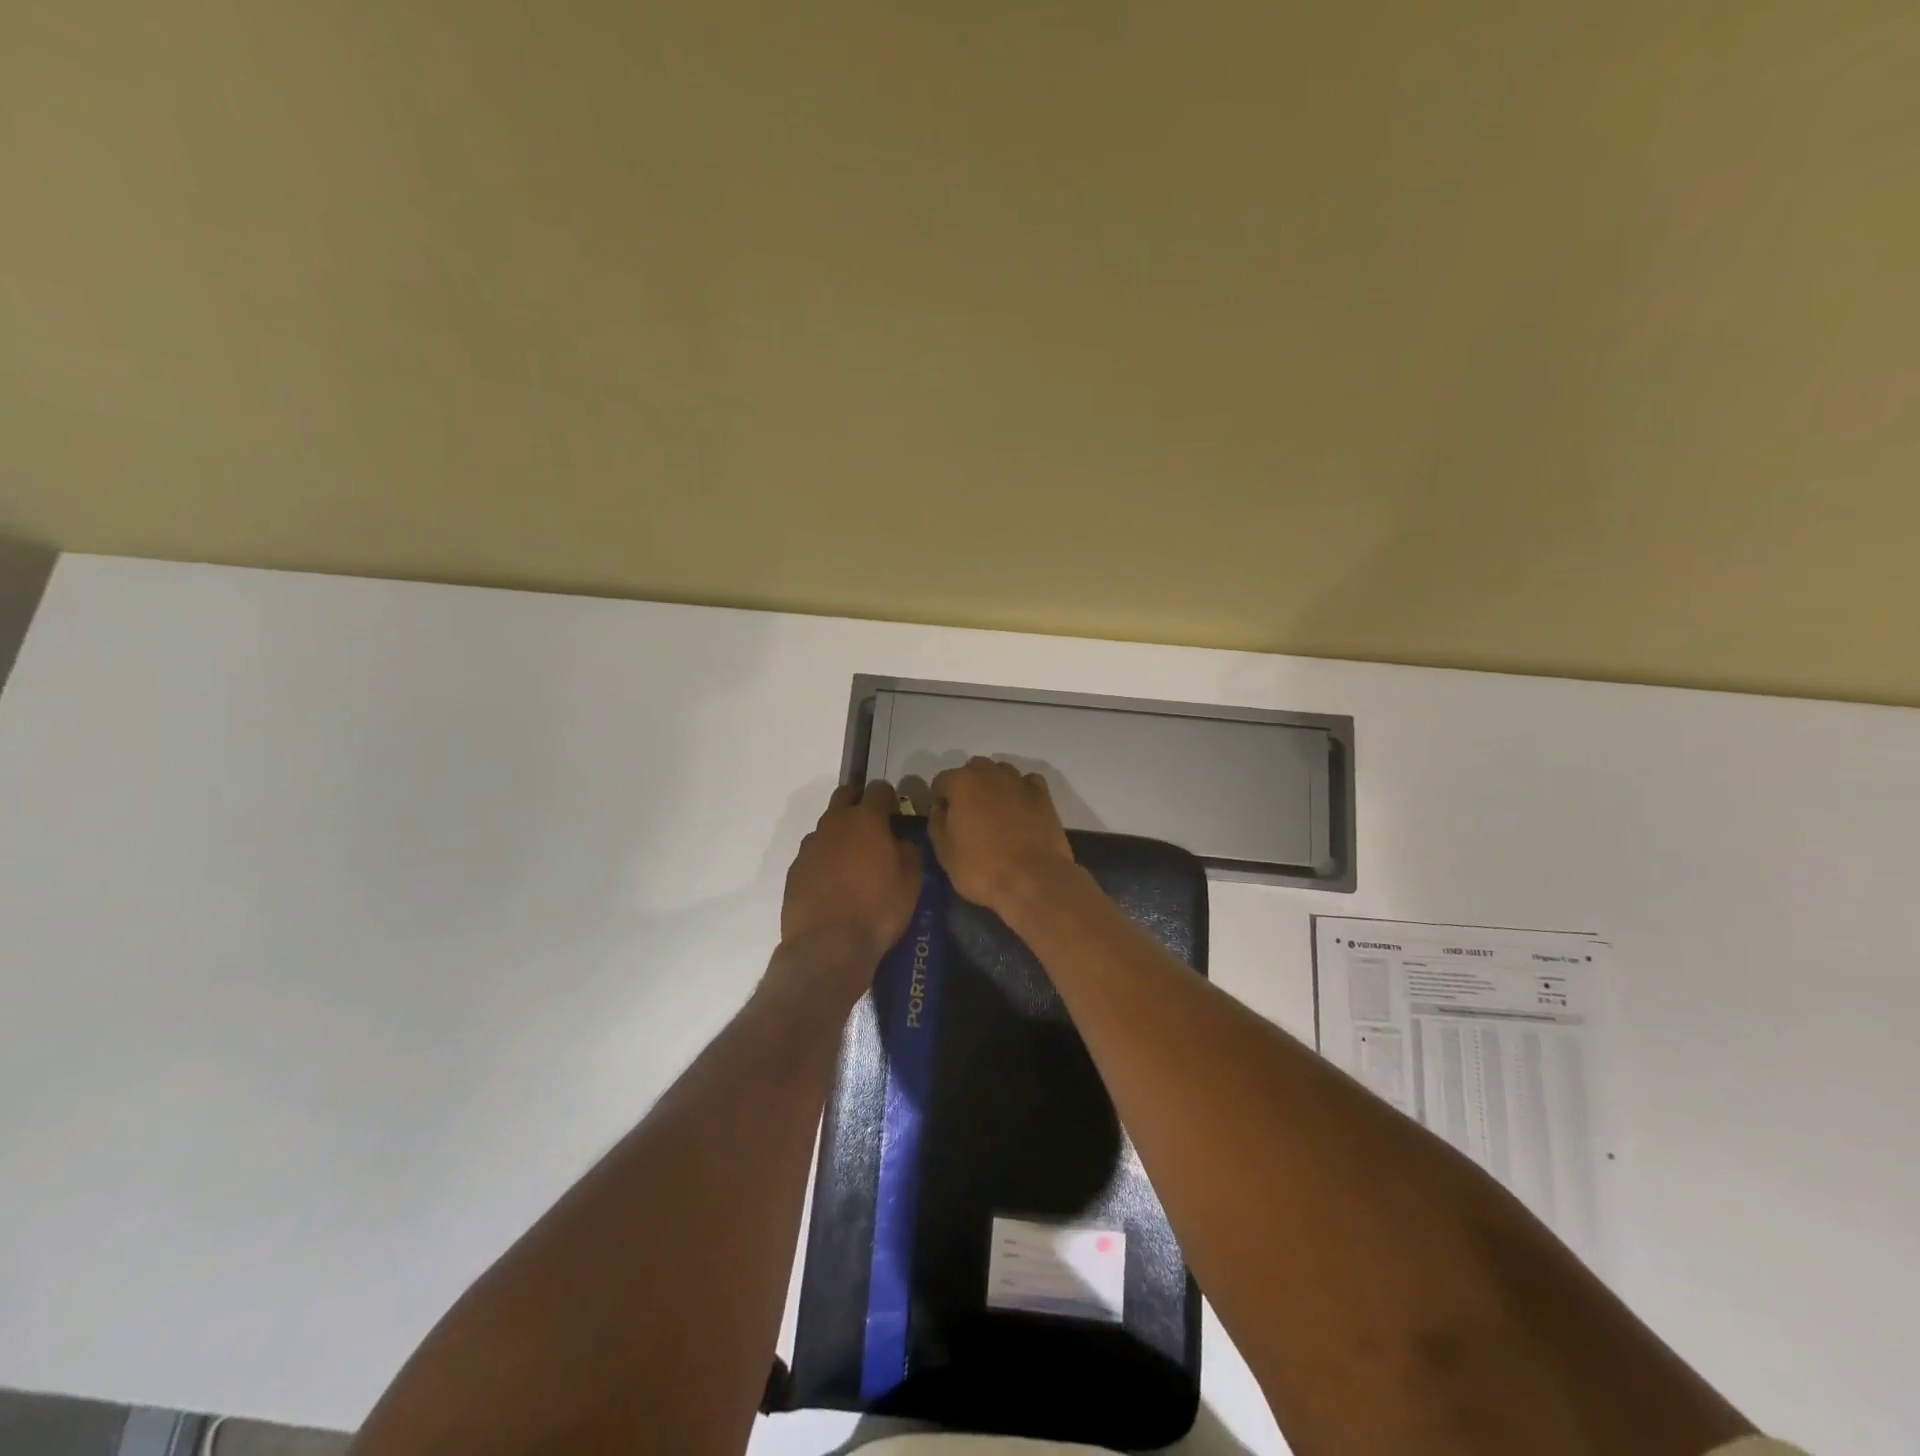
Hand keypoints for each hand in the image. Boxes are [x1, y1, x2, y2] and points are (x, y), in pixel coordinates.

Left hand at [780, 782, 921, 991]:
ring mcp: (810, 845)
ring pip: (827, 825)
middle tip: (873, 825)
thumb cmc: (877, 910)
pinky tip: (834, 882)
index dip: (890, 798)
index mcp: (866, 819)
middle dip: (860, 801)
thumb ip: (908, 852)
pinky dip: (825, 858)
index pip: (879, 790)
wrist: (827, 946)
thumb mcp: (911, 882)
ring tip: (853, 860)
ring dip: (841, 832)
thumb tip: (900, 841)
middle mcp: (834, 823)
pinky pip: (814, 853)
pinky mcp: (795, 869)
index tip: (896, 812)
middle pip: (845, 795)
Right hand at [928, 758, 1076, 911]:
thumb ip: (937, 823)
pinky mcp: (1043, 795)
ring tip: (995, 811)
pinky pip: (1028, 782)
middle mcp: (990, 774)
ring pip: (1001, 771)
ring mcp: (1020, 782)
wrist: (1034, 880)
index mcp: (962, 783)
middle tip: (969, 815)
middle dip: (968, 786)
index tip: (944, 820)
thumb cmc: (982, 869)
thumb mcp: (945, 853)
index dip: (940, 800)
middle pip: (973, 769)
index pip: (941, 781)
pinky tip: (1020, 808)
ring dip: (994, 784)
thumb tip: (940, 808)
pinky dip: (1021, 789)